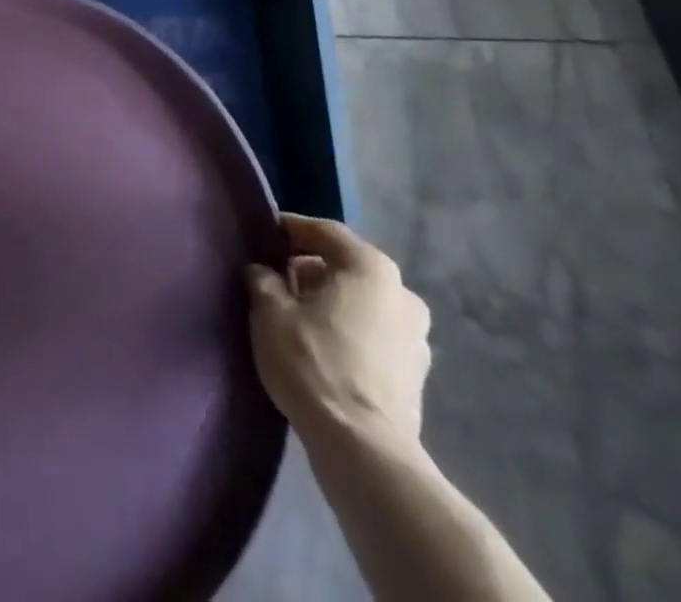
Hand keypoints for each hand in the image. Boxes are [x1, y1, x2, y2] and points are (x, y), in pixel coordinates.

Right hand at [246, 214, 430, 448]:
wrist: (364, 451)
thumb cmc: (314, 364)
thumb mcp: (270, 312)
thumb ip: (263, 279)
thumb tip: (263, 270)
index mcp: (370, 267)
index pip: (324, 231)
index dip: (291, 229)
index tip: (264, 236)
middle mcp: (402, 292)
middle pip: (347, 265)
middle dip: (312, 268)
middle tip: (277, 279)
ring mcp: (416, 336)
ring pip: (363, 301)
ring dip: (333, 301)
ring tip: (298, 316)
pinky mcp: (417, 374)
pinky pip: (375, 333)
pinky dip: (350, 330)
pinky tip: (324, 348)